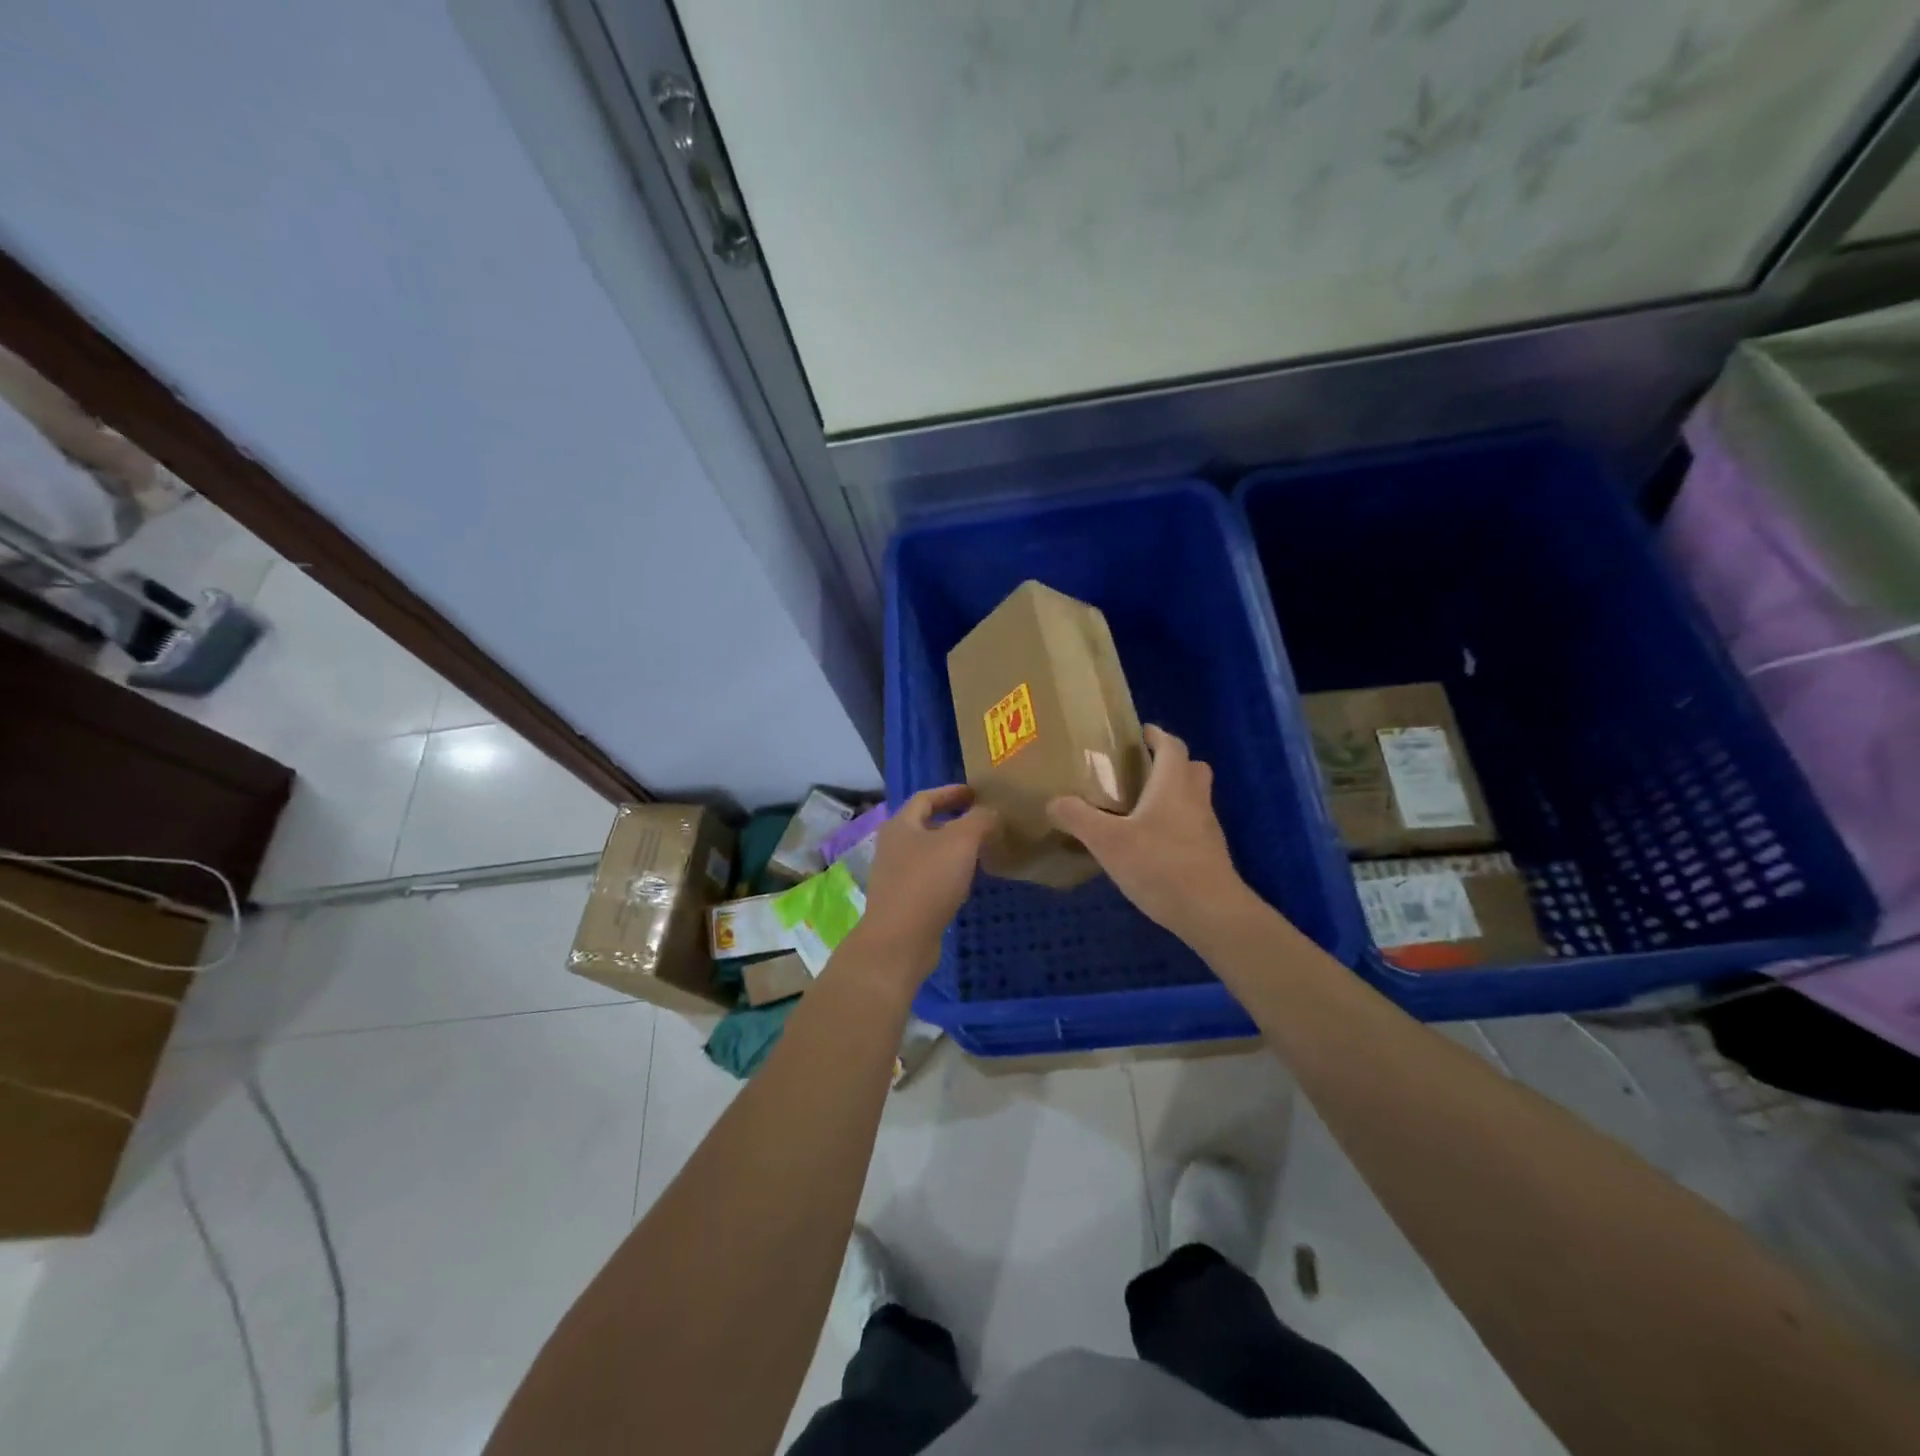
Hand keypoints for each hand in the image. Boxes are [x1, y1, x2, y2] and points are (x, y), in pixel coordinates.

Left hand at [849, 785, 995, 986]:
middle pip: (925, 824)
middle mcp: (893, 846)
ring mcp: (895, 875)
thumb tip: (991, 813)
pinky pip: (929, 878)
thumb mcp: (960, 842)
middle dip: (953, 820)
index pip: (926, 797)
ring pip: (928, 852)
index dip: (951, 792)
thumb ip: (979, 820)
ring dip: (952, 848)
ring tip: (980, 849)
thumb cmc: (927, 882)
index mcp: (901, 825)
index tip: (975, 793)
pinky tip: (966, 882)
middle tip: (982, 820)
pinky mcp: (903, 901)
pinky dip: (949, 873)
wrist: (899, 940)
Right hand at [1047, 726, 1253, 943]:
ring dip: (1173, 794)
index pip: (1172, 746)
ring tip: (1140, 807)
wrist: (1211, 913)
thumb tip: (1054, 801)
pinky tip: (1151, 844)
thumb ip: (1079, 818)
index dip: (1158, 735)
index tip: (1141, 733)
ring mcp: (1207, 828)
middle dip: (1169, 763)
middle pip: (1191, 768)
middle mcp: (1195, 799)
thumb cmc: (1159, 865)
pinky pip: (1193, 826)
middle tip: (1141, 769)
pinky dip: (1175, 824)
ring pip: (1194, 798)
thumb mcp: (1107, 841)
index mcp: (1173, 785)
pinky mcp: (1210, 855)